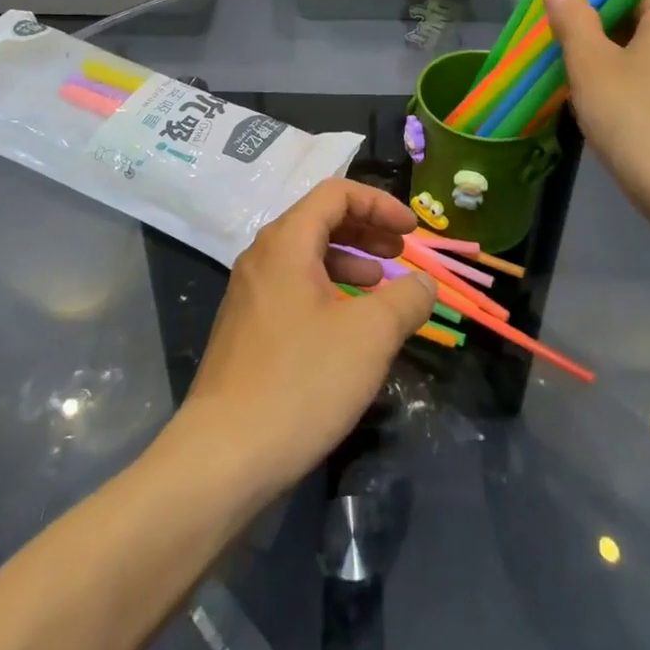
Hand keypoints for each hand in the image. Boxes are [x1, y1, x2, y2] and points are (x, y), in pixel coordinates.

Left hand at [177, 180, 435, 491]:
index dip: (380, 203)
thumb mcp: (370, 336)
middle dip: (367, 230)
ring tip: (382, 287)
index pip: (336, 193)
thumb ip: (406, 299)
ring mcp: (250, 293)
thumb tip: (424, 284)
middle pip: (319, 220)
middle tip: (401, 253)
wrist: (225, 456)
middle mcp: (262, 257)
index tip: (412, 231)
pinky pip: (294, 288)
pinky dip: (328, 290)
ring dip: (350, 261)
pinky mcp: (247, 328)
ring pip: (306, 256)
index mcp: (286, 242)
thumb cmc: (302, 381)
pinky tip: (349, 326)